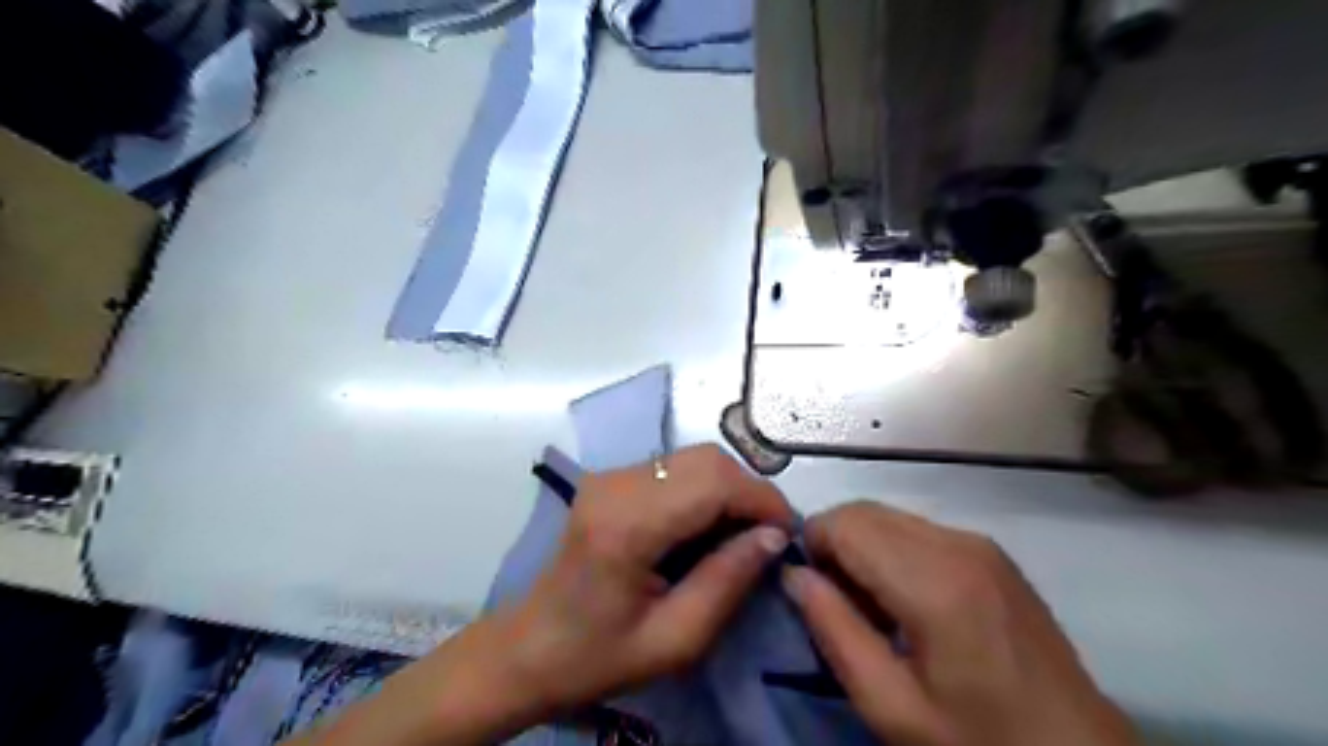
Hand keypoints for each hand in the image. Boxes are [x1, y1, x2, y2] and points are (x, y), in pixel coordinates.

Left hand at [285, 442, 791, 745]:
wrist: (529, 648)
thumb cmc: (597, 656)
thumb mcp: (675, 640)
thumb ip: (728, 582)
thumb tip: (774, 537)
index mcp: (627, 525)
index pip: (714, 483)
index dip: (762, 500)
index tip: (788, 535)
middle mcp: (616, 484)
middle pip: (707, 459)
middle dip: (749, 492)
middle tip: (768, 537)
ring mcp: (609, 476)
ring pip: (694, 458)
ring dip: (729, 489)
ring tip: (743, 535)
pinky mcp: (610, 479)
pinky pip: (675, 468)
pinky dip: (705, 489)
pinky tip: (708, 526)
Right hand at [781, 503, 1135, 745]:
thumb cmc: (980, 741)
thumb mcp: (892, 707)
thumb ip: (834, 631)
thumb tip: (794, 575)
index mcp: (934, 581)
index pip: (843, 522)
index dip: (811, 546)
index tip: (809, 592)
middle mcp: (958, 544)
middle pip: (864, 511)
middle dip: (833, 544)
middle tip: (835, 603)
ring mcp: (980, 544)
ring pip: (888, 517)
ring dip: (862, 548)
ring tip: (869, 607)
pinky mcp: (992, 553)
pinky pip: (918, 530)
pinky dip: (892, 551)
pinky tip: (904, 601)